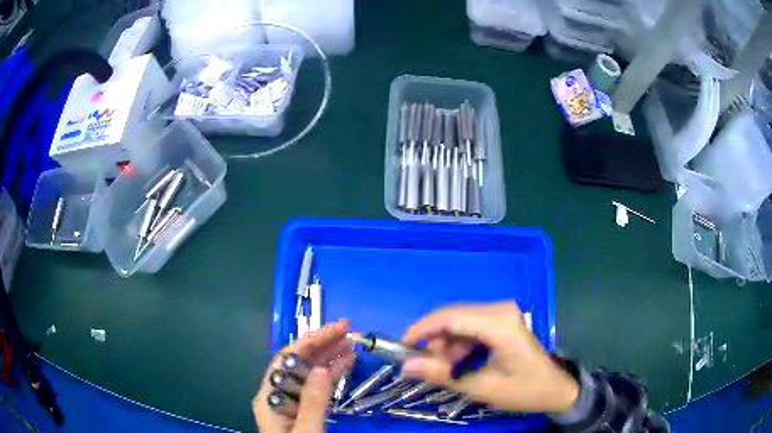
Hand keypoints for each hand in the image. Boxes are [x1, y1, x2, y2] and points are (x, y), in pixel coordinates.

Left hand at [254, 321, 354, 432]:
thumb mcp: (305, 430)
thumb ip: (312, 403)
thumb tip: (321, 369)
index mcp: (270, 396)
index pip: (287, 359)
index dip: (311, 341)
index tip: (335, 330)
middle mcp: (279, 395)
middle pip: (299, 363)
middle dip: (324, 345)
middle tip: (348, 331)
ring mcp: (293, 403)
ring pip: (311, 373)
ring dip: (331, 357)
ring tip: (352, 344)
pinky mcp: (306, 411)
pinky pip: (319, 388)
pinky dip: (333, 374)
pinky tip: (346, 364)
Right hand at [401, 302, 578, 414]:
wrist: (555, 390)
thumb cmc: (524, 391)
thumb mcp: (481, 387)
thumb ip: (442, 375)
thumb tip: (405, 367)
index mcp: (499, 324)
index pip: (450, 317)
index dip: (421, 330)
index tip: (401, 348)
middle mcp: (500, 310)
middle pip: (453, 317)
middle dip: (434, 342)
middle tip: (426, 367)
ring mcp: (502, 314)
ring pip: (459, 323)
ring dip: (446, 346)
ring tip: (446, 371)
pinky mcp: (502, 322)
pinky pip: (470, 328)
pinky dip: (459, 345)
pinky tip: (459, 365)